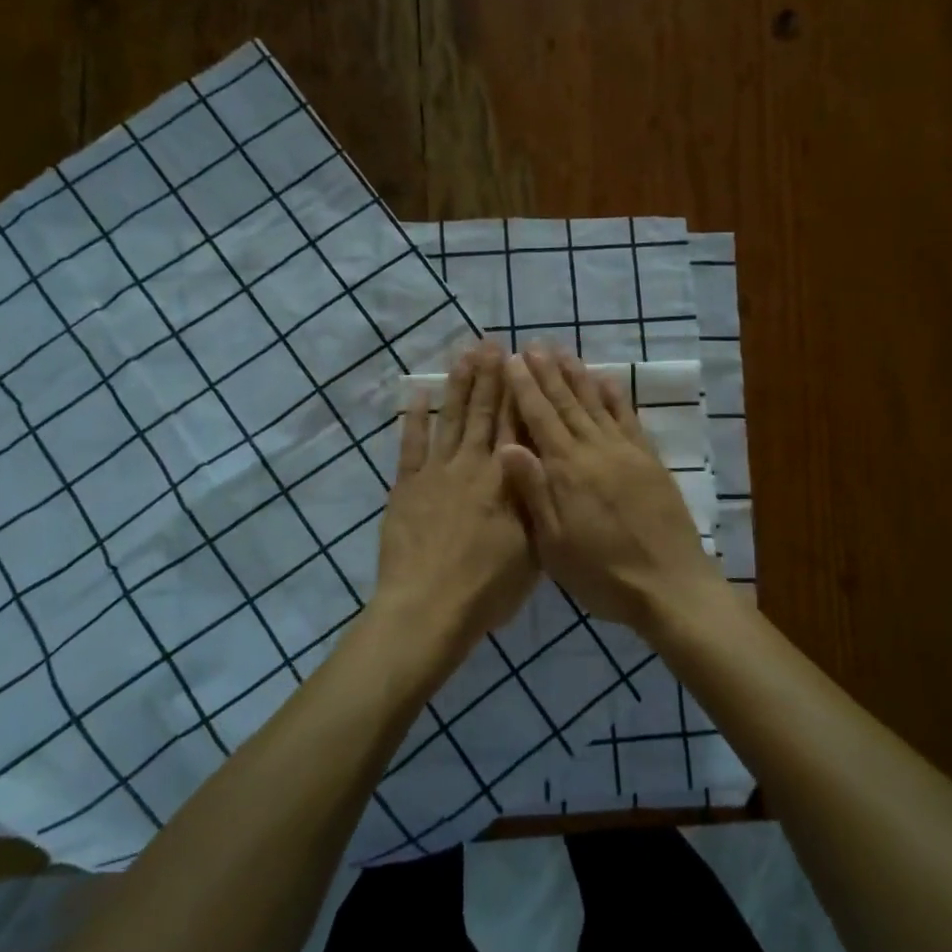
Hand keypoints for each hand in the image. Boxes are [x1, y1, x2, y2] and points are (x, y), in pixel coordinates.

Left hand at [373, 340, 537, 658]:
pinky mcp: (407, 487)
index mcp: (507, 481)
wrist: (429, 608)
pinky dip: (413, 419)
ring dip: (458, 386)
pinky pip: (410, 445)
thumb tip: (545, 466)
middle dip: (490, 377)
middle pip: (484, 414)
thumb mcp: (533, 550)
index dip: (520, 392)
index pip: (517, 426)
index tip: (521, 362)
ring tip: (464, 356)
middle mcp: (473, 466)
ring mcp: (436, 473)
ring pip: (451, 420)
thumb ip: (537, 504)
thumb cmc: (488, 587)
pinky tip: (416, 394)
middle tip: (492, 343)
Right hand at [499, 344, 726, 633]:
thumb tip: (506, 445)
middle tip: (534, 345)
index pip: (540, 418)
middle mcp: (596, 451)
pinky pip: (629, 419)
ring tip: (564, 353)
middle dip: (548, 373)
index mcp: (567, 470)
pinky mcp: (650, 461)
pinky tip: (608, 380)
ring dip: (579, 376)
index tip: (512, 361)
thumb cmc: (603, 573)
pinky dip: (616, 397)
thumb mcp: (554, 544)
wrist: (670, 585)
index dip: (524, 388)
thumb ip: (533, 491)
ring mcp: (626, 452)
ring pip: (597, 404)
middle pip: (567, 403)